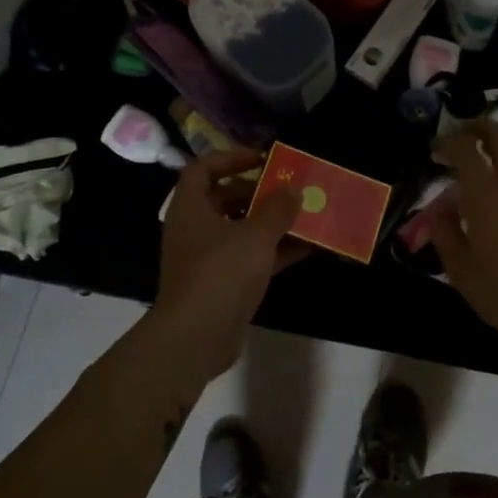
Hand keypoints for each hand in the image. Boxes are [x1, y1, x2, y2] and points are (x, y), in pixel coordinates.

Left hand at [153, 149, 306, 379]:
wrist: (196, 338)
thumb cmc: (220, 274)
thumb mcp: (255, 235)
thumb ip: (277, 209)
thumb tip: (293, 189)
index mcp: (191, 209)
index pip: (203, 169)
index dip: (231, 158)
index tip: (262, 159)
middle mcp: (195, 230)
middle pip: (225, 198)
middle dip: (258, 192)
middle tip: (289, 188)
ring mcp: (208, 259)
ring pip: (241, 230)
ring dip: (270, 222)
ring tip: (304, 214)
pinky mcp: (223, 284)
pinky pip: (250, 258)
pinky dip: (274, 251)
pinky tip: (307, 247)